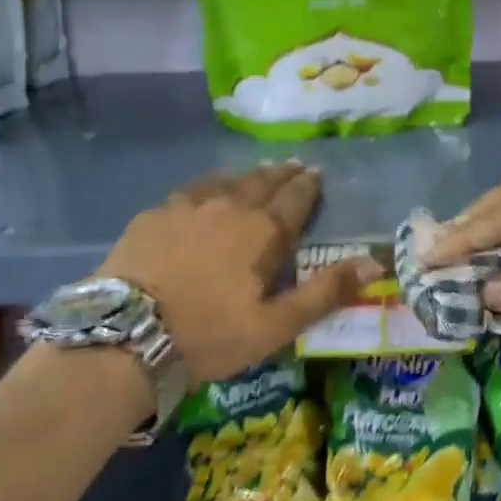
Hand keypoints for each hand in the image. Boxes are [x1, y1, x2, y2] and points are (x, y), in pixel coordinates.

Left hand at [99, 162, 376, 383]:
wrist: (125, 335)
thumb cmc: (209, 334)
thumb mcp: (275, 326)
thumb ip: (325, 292)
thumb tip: (374, 262)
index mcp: (262, 231)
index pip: (294, 199)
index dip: (308, 186)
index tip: (316, 174)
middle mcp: (228, 206)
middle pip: (262, 182)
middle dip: (282, 174)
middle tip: (294, 166)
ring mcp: (186, 206)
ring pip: (227, 180)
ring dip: (248, 175)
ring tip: (258, 172)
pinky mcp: (154, 214)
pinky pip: (192, 189)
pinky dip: (210, 184)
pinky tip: (207, 189)